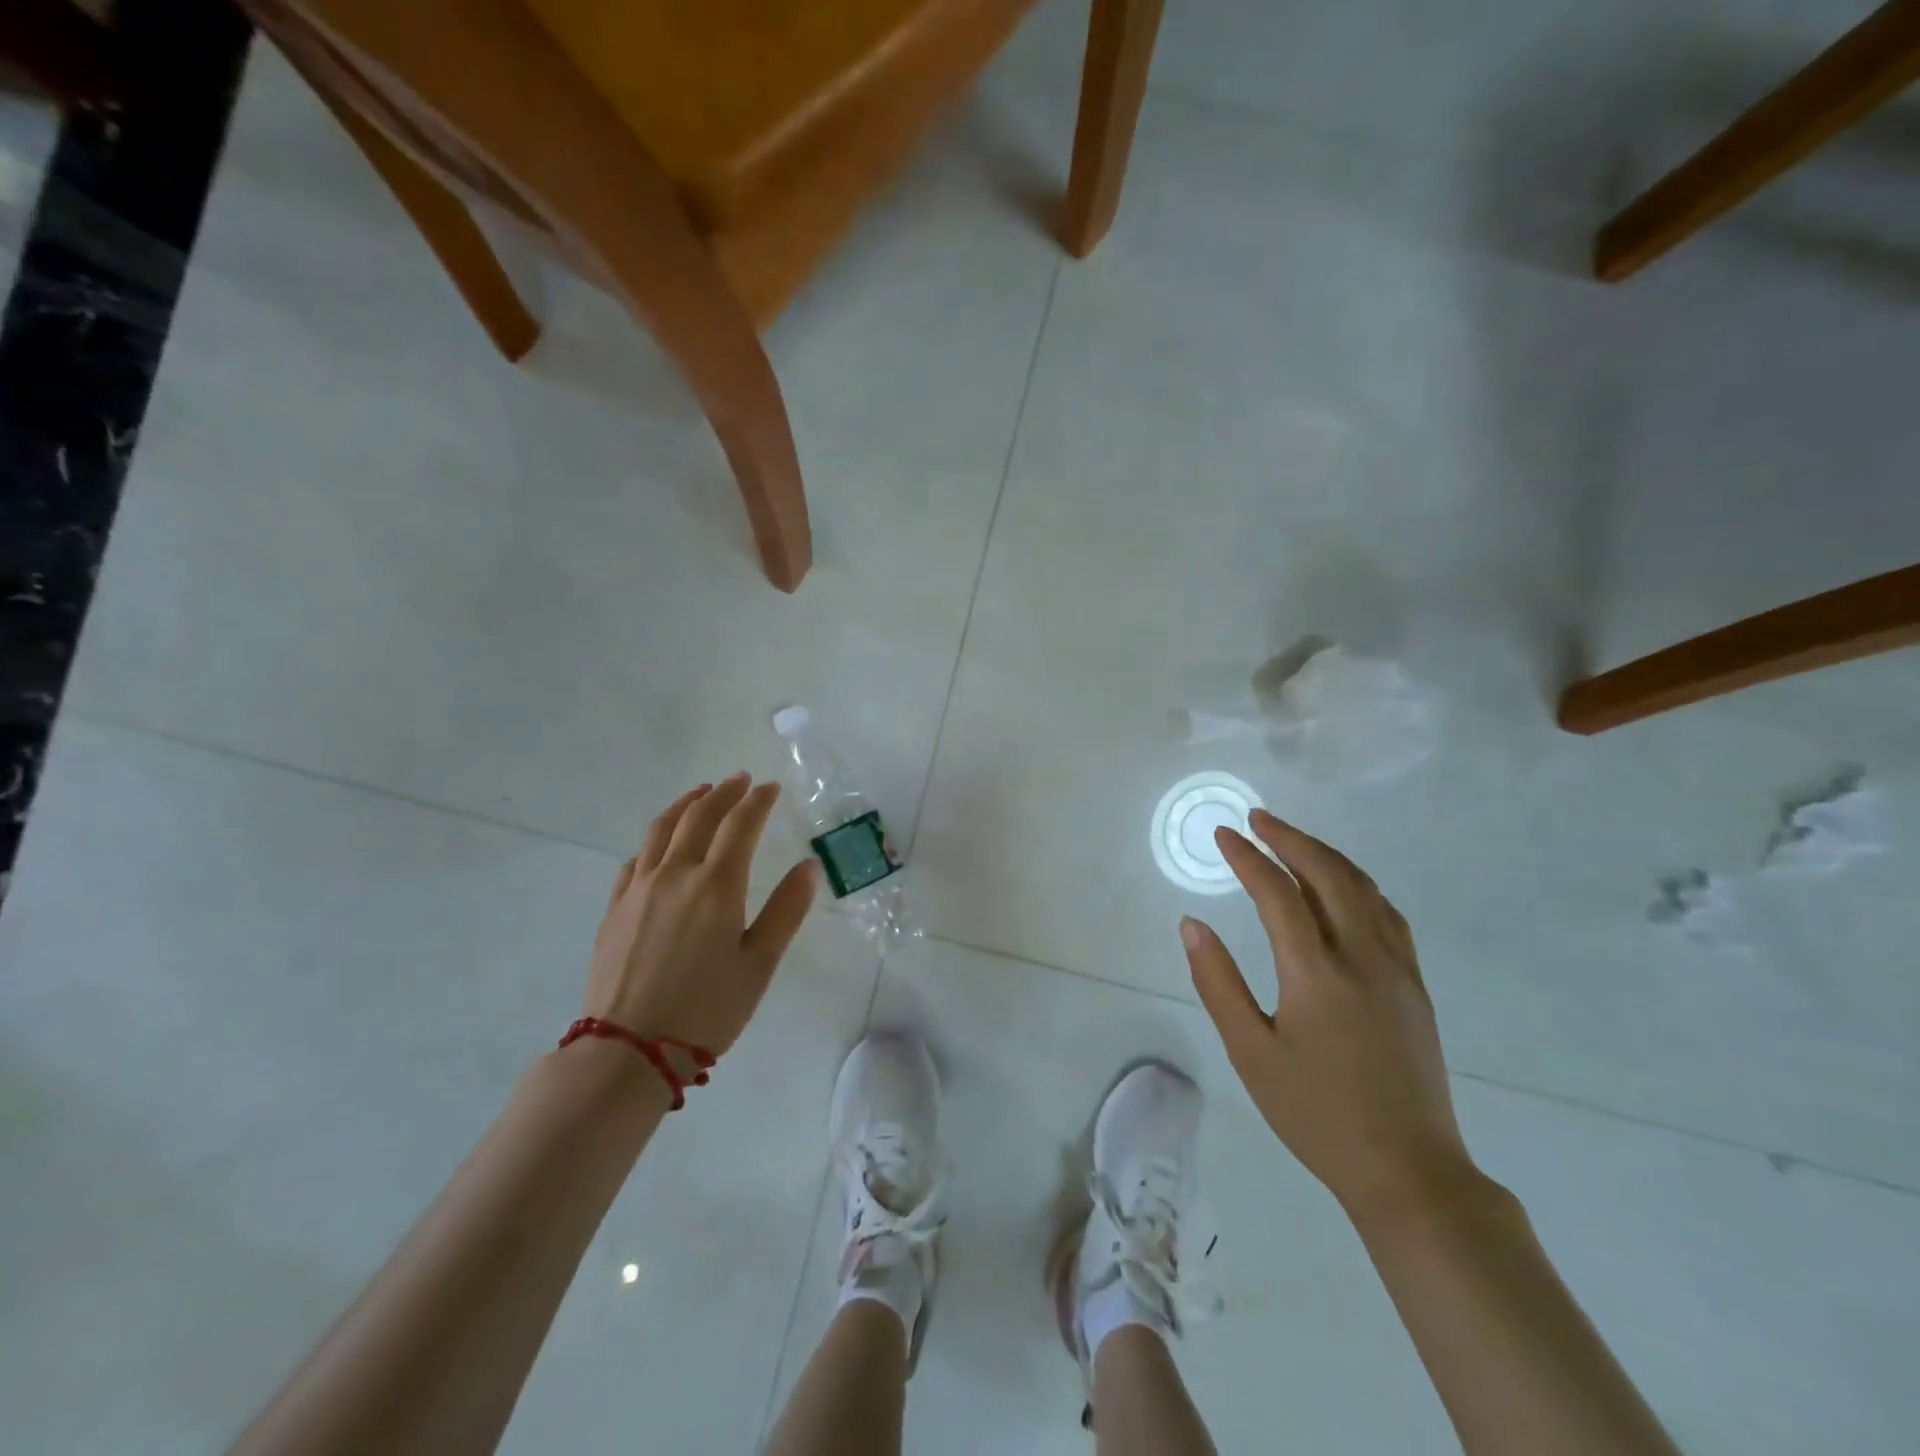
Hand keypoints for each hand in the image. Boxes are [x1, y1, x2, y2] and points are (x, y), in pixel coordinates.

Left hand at [585, 775, 817, 1055]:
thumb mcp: (760, 964)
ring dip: (685, 804)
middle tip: (740, 779)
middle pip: (699, 816)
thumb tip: (809, 866)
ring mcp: (639, 889)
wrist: (628, 1050)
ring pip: (661, 829)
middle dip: (723, 792)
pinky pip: (635, 859)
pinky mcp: (615, 908)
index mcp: (716, 885)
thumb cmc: (707, 1009)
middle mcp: (675, 874)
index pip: (740, 824)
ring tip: (701, 793)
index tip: (771, 787)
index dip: (758, 801)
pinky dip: (655, 840)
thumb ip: (786, 910)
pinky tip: (661, 845)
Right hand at [1181, 808, 1474, 1215]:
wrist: (1408, 1170)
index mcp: (1317, 974)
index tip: (1223, 834)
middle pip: (1328, 874)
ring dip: (1325, 855)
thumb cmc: (1316, 1114)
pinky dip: (1357, 884)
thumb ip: (1218, 983)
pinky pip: (1387, 913)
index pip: (1278, 894)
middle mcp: (1362, 957)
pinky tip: (1341, 886)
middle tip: (1257, 819)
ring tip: (1291, 840)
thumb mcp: (1250, 1053)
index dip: (1248, 858)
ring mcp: (1397, 969)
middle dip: (1290, 839)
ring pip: (1363, 888)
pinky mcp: (1415, 985)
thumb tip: (1192, 924)